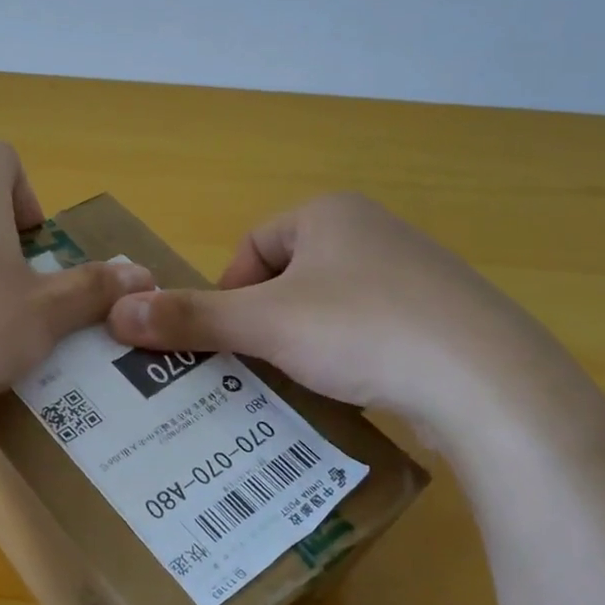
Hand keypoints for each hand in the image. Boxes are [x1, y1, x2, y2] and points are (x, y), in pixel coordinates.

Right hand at [105, 192, 591, 443]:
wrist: (488, 382)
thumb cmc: (363, 331)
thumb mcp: (266, 325)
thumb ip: (191, 318)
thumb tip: (116, 313)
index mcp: (330, 214)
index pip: (251, 246)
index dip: (228, 293)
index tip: (229, 339)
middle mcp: (372, 231)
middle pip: (287, 279)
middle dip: (263, 323)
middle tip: (255, 367)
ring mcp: (413, 274)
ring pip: (327, 308)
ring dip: (302, 344)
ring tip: (299, 384)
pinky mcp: (441, 318)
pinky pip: (370, 331)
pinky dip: (349, 358)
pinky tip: (353, 390)